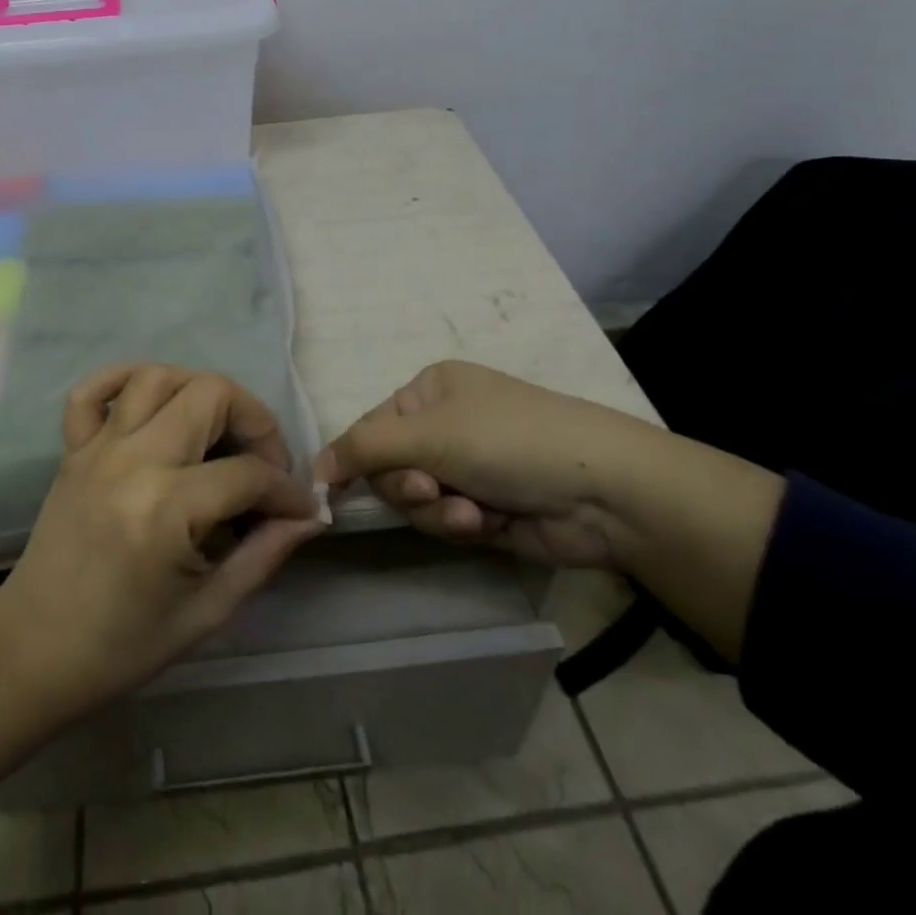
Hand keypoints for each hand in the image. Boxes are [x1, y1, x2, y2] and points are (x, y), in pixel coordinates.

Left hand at [0, 363, 323, 791]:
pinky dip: (124, 380)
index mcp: (167, 509)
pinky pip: (92, 389)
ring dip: (199, 392)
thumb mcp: (207, 613)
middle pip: (210, 394)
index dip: (287, 490)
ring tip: (216, 431)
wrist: (31, 653)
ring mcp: (97, 447)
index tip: (301, 508)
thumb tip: (308, 515)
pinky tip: (152, 404)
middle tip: (263, 462)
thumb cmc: (122, 646)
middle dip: (254, 421)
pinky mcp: (72, 448)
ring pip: (158, 376)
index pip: (249, 473)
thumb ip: (263, 555)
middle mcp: (133, 460)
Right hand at [314, 360, 663, 569]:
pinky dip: (459, 525)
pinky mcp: (484, 508)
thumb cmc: (508, 440)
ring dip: (436, 510)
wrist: (603, 491)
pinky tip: (485, 523)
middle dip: (409, 486)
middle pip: (390, 467)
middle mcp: (445, 425)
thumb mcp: (429, 433)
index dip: (358, 458)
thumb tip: (312, 466)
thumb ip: (364, 448)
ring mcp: (466, 467)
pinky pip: (445, 522)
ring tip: (469, 513)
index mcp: (430, 390)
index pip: (371, 426)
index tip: (339, 488)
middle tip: (432, 490)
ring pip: (416, 500)